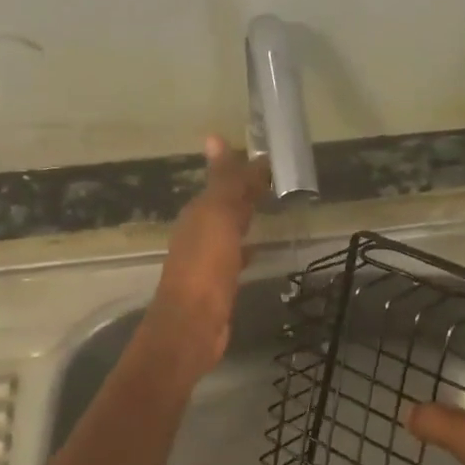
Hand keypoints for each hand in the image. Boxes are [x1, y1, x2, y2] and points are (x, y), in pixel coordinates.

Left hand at [141, 136, 268, 377]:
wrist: (192, 326)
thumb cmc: (205, 268)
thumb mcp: (217, 218)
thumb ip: (224, 183)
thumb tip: (215, 137)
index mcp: (198, 214)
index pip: (223, 182)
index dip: (243, 169)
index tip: (268, 157)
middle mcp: (198, 233)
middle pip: (224, 204)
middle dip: (244, 190)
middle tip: (272, 177)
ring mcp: (206, 260)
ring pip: (229, 229)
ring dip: (244, 217)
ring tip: (268, 208)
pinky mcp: (217, 284)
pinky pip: (234, 256)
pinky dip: (246, 247)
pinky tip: (258, 250)